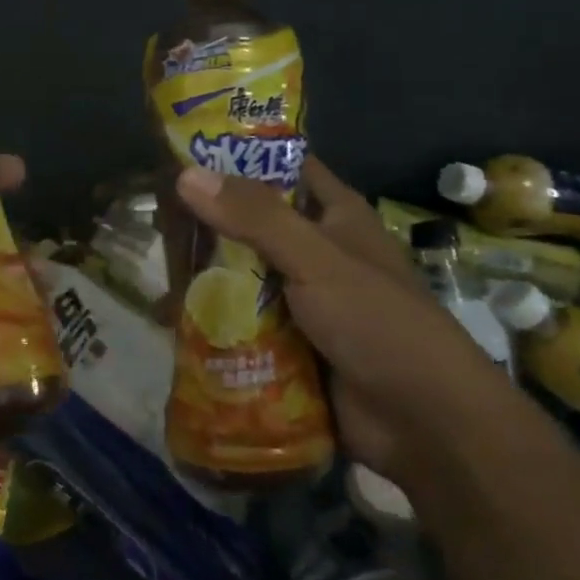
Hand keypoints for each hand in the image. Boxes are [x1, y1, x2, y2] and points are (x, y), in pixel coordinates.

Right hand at [175, 157, 502, 472]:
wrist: (425, 425)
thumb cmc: (379, 323)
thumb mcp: (317, 259)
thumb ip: (255, 217)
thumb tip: (185, 174)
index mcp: (335, 215)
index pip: (281, 167)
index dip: (236, 156)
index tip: (181, 154)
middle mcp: (316, 250)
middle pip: (251, 224)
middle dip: (207, 223)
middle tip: (154, 220)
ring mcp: (302, 299)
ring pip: (241, 274)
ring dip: (204, 276)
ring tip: (155, 271)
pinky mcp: (290, 343)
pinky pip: (242, 321)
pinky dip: (213, 320)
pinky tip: (169, 320)